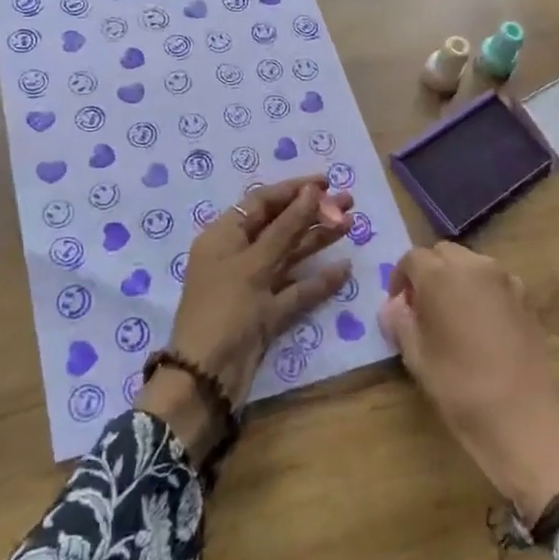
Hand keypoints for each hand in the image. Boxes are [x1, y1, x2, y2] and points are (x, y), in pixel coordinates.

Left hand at [138, 175, 352, 460]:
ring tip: (351, 225)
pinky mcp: (265, 313)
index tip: (327, 182)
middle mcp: (237, 256)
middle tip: (349, 202)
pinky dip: (317, 281)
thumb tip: (312, 192)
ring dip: (318, 240)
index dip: (293, 190)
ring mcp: (252, 286)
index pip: (261, 202)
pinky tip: (343, 270)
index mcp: (223, 237)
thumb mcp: (254, 263)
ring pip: (289, 256)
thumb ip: (285, 227)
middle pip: (278, 226)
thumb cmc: (224, 309)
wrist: (207, 377)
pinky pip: (294, 289)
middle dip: (312, 213)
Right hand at [380, 243, 558, 520]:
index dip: (400, 280)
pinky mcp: (527, 299)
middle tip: (422, 309)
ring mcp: (506, 280)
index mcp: (441, 274)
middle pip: (443, 254)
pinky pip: (494, 283)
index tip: (398, 308)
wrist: (526, 417)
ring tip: (451, 319)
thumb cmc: (460, 386)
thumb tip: (394, 306)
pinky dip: (480, 293)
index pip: (411, 259)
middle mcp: (475, 265)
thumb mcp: (417, 357)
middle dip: (429, 273)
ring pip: (471, 265)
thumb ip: (401, 322)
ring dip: (456, 280)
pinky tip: (479, 328)